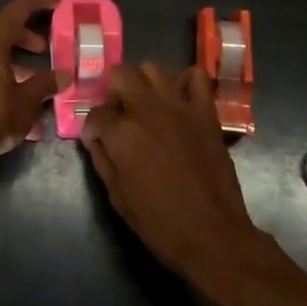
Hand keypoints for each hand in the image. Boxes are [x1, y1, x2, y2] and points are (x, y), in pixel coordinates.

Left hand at [0, 0, 62, 169]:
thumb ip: (46, 84)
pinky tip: (17, 100)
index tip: (58, 3)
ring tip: (35, 78)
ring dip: (15, 59)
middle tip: (45, 47)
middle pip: (3, 30)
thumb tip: (66, 74)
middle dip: (26, 35)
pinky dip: (3, 74)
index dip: (39, 3)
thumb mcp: (26, 101)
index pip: (17, 10)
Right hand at [81, 64, 274, 305]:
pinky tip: (177, 101)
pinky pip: (195, 77)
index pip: (96, 114)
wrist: (213, 236)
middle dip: (112, 92)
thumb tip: (94, 137)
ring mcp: (180, 107)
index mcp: (123, 134)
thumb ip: (102, 159)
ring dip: (142, 83)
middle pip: (121, 75)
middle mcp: (148, 110)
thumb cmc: (161, 224)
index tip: (96, 139)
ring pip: (152, 69)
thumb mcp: (118, 198)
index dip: (93, 127)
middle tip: (118, 115)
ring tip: (144, 105)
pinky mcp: (205, 112)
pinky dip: (183, 82)